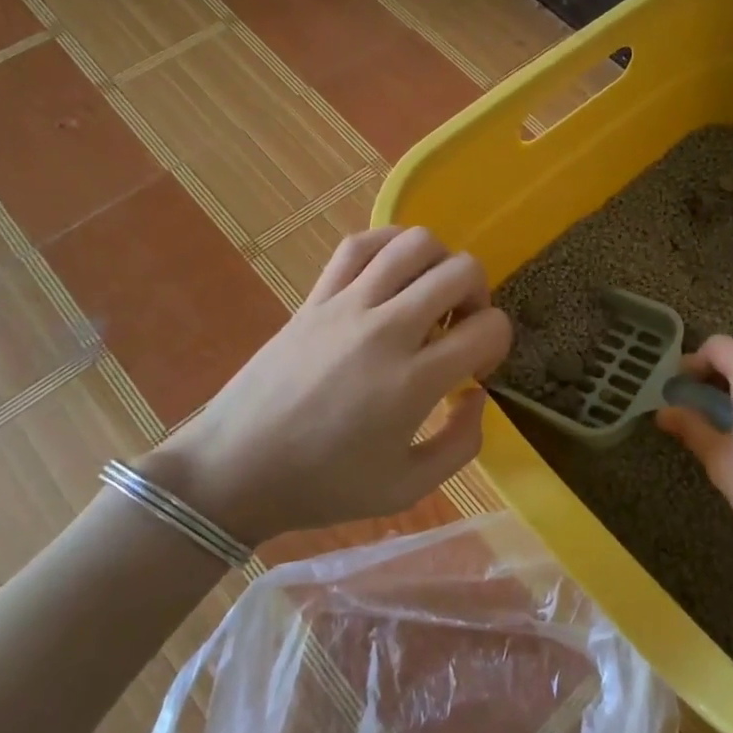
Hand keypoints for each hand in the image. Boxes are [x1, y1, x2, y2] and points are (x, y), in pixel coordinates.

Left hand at [139, 227, 511, 546]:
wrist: (234, 470)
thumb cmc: (323, 486)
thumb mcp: (407, 488)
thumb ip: (461, 444)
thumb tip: (476, 393)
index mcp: (413, 382)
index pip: (488, 328)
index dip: (498, 343)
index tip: (477, 368)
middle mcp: (386, 330)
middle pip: (461, 272)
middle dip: (478, 296)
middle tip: (461, 328)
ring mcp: (347, 305)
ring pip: (416, 243)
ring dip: (440, 263)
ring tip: (429, 295)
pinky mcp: (315, 297)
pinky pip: (361, 244)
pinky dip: (390, 244)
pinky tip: (394, 271)